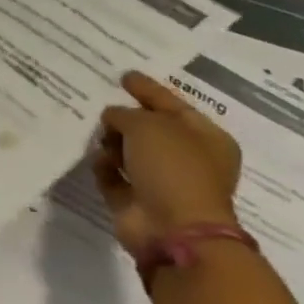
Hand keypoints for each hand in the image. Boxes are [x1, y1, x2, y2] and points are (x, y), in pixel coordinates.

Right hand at [95, 71, 241, 254]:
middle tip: (101, 107)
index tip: (124, 76)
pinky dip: (104, 167)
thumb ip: (125, 114)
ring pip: (129, 152)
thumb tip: (112, 118)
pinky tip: (98, 161)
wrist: (172, 228)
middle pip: (150, 129)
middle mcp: (187, 159)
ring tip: (99, 138)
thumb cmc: (173, 168)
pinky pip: (114, 175)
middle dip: (125, 118)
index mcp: (205, 138)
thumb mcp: (148, 126)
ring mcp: (162, 182)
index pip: (172, 104)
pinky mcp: (136, 200)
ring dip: (112, 143)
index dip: (148, 89)